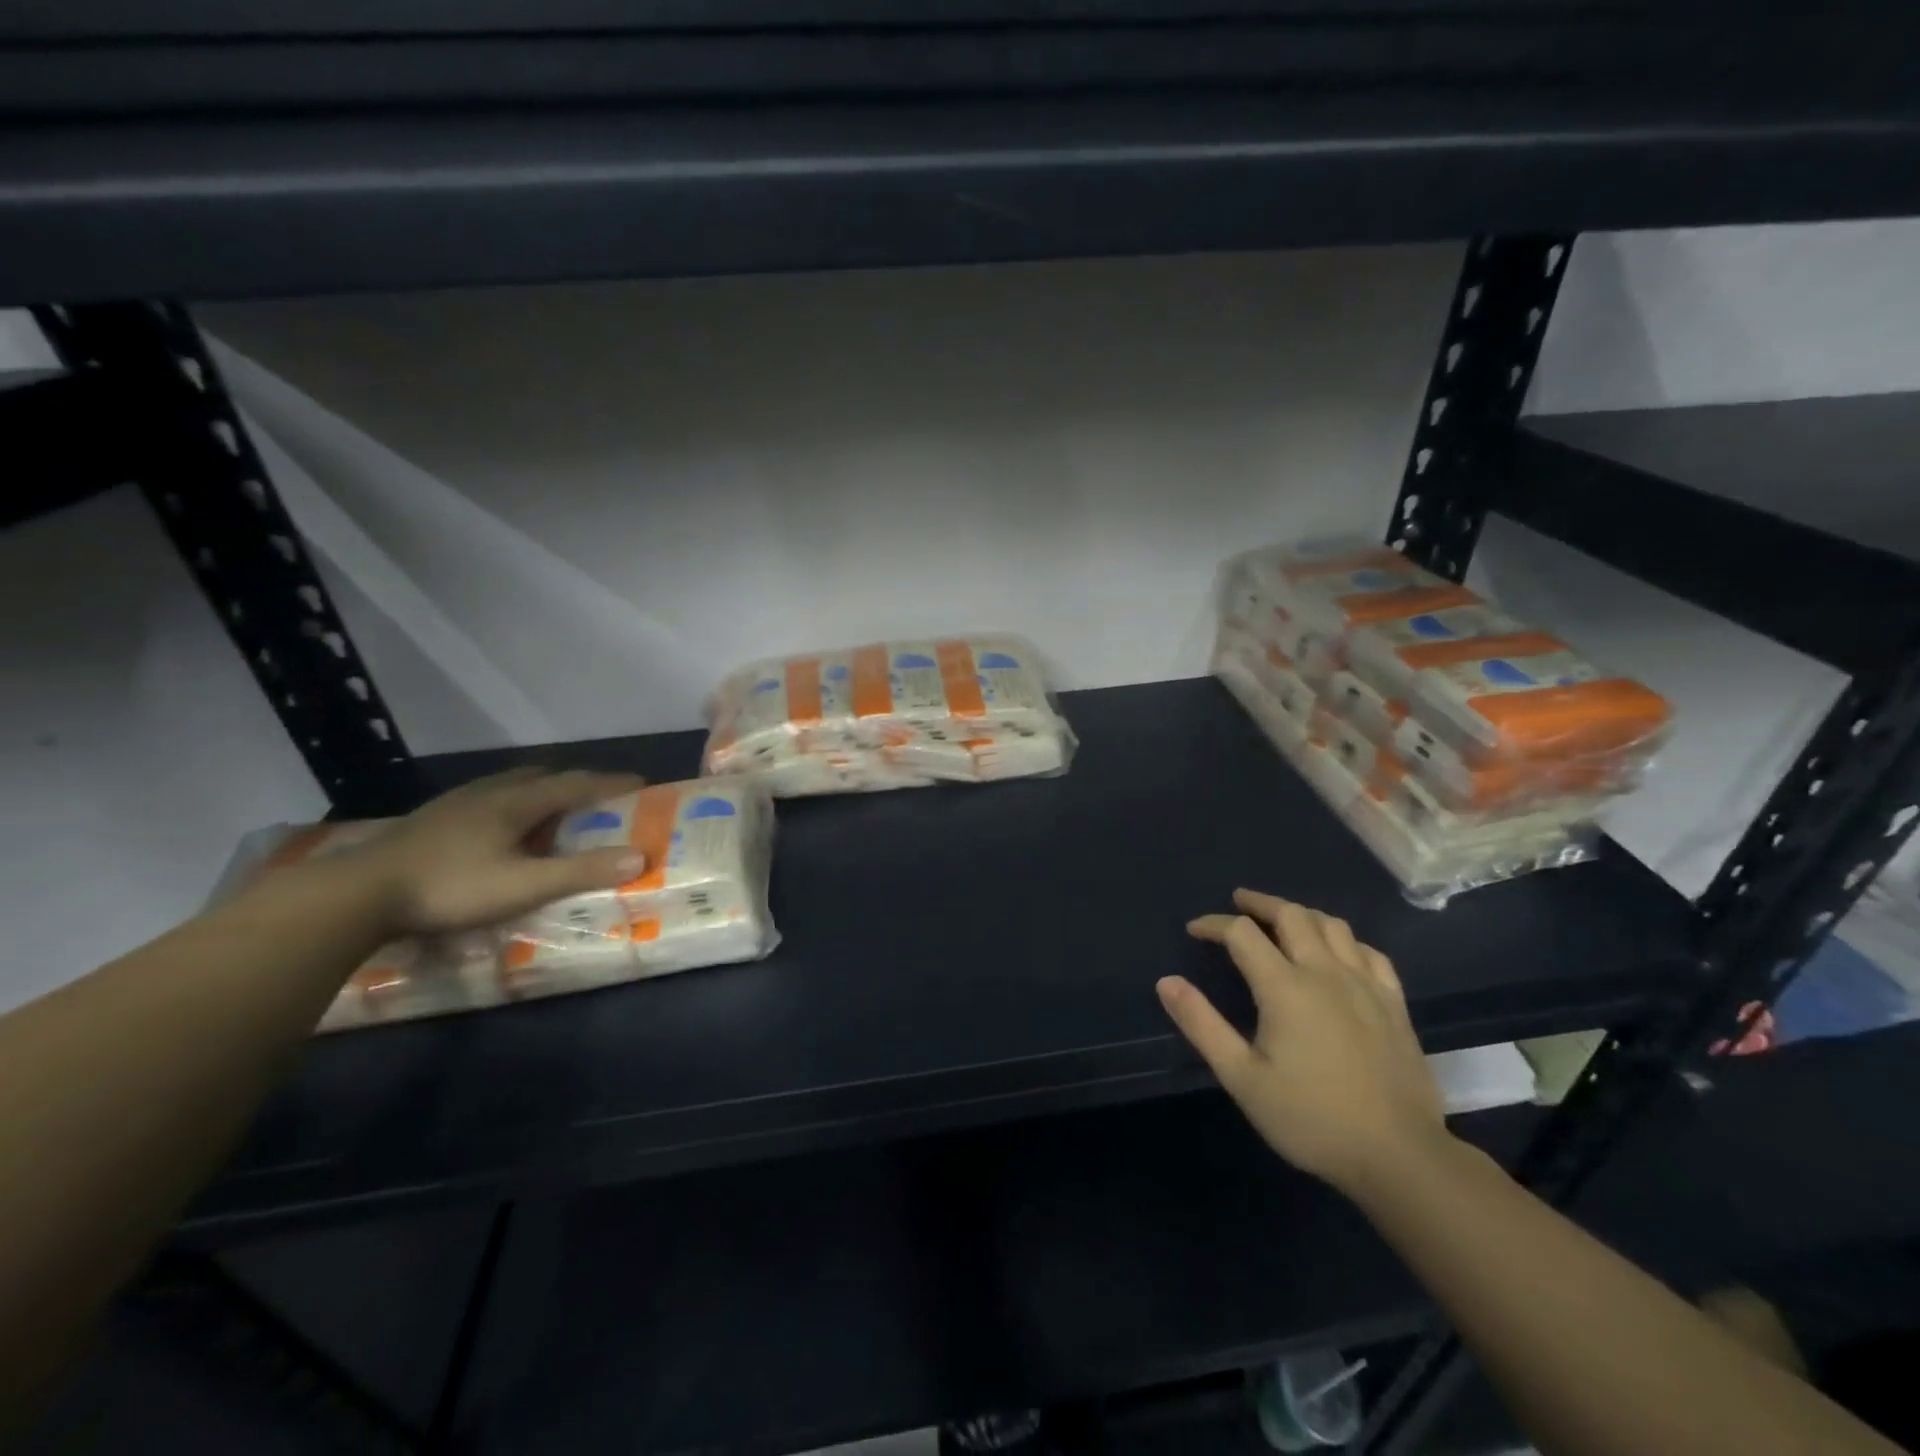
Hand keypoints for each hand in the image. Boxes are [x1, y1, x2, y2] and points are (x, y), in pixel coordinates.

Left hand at [352, 768, 648, 935]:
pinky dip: (508, 804)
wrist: (356, 894)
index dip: (611, 783)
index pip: (576, 783)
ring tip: (551, 808)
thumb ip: (581, 871)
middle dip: (575, 782)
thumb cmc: (450, 887)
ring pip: (509, 784)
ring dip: (539, 790)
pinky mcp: (430, 820)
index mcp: (517, 802)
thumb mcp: (524, 886)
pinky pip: (484, 799)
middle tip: (596, 798)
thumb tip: (640, 856)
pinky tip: (497, 828)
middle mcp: (489, 792)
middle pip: (542, 776)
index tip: (641, 783)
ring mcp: (455, 804)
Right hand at [1158, 889, 1448, 1196]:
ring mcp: (1365, 985)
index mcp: (1285, 987)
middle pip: (1291, 915)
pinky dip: (1344, 940)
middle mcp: (1325, 972)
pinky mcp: (1394, 1003)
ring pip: (1332, 925)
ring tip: (1282, 918)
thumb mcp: (1242, 1077)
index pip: (1242, 934)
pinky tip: (1337, 951)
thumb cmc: (1311, 1118)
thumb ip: (1202, 1025)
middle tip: (1238, 903)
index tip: (1195, 931)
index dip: (1214, 924)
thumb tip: (1167, 981)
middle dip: (1260, 903)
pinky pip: (1369, 952)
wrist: (1400, 1156)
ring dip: (1300, 913)